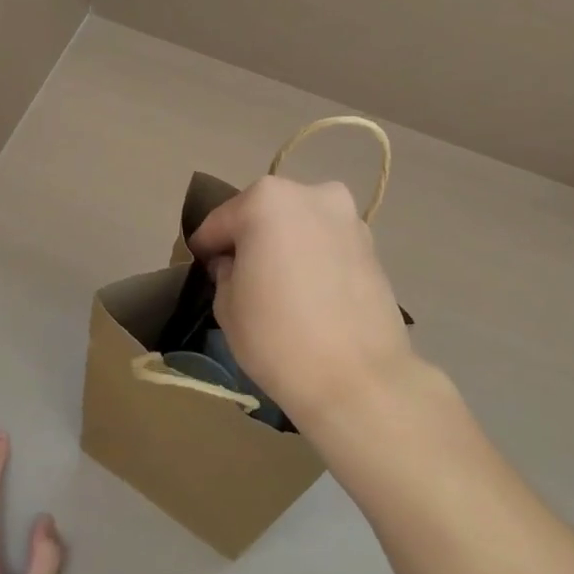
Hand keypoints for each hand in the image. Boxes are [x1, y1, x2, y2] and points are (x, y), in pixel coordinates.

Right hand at [188, 175, 416, 429]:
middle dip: (250, 240)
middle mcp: (311, 194)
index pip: (220, 221)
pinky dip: (314, 259)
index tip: (200, 268)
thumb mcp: (227, 306)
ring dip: (286, 246)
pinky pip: (328, 245)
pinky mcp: (372, 246)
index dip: (206, 248)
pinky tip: (308, 292)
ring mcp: (348, 218)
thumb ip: (225, 273)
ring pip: (301, 226)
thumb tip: (234, 264)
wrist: (358, 379)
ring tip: (278, 285)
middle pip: (265, 214)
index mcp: (266, 200)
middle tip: (239, 275)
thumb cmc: (278, 338)